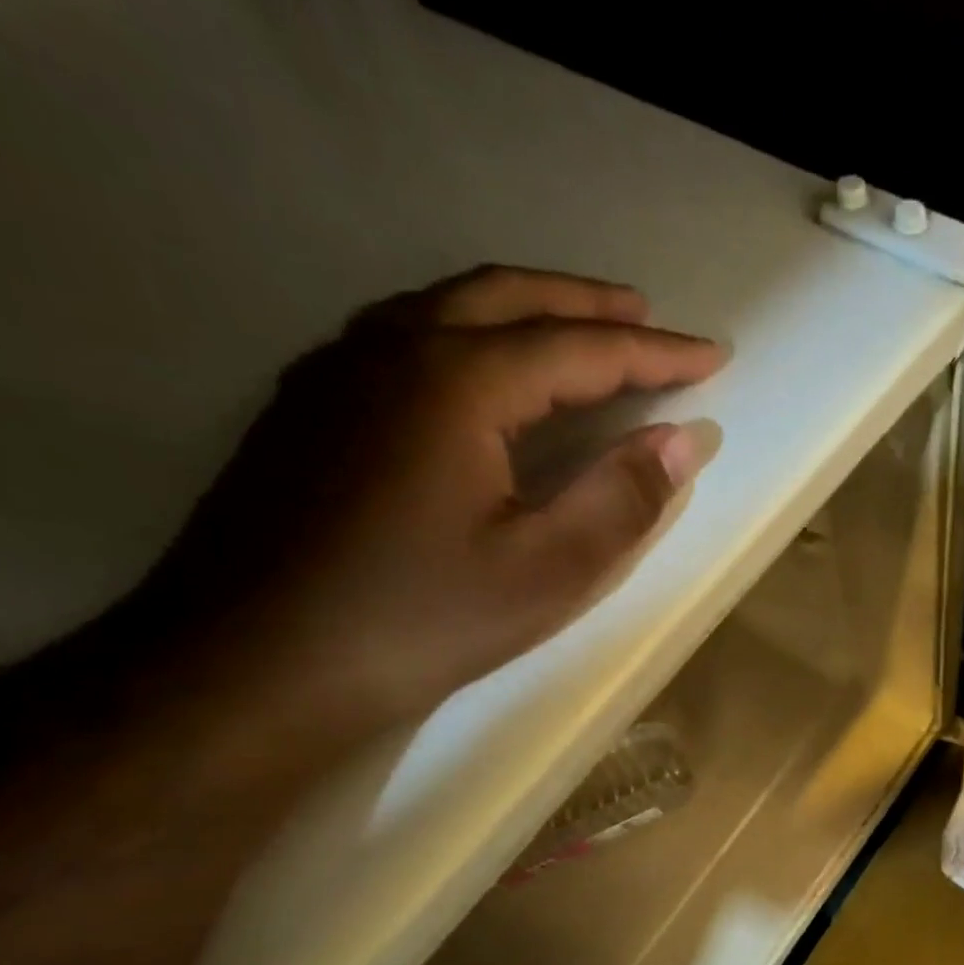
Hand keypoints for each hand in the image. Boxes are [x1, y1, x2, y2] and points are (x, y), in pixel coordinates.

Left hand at [124, 265, 725, 742]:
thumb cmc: (418, 620)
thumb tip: (684, 439)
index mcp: (456, 383)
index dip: (656, 353)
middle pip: (508, 298)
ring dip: (527, 308)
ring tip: (579, 328)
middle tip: (650, 318)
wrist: (250, 665)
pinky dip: (469, 329)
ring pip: (447, 306)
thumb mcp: (547, 571)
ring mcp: (336, 372)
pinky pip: (405, 334)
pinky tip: (484, 366)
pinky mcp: (309, 407)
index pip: (579, 349)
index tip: (713, 355)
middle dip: (590, 305)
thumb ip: (623, 498)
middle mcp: (390, 350)